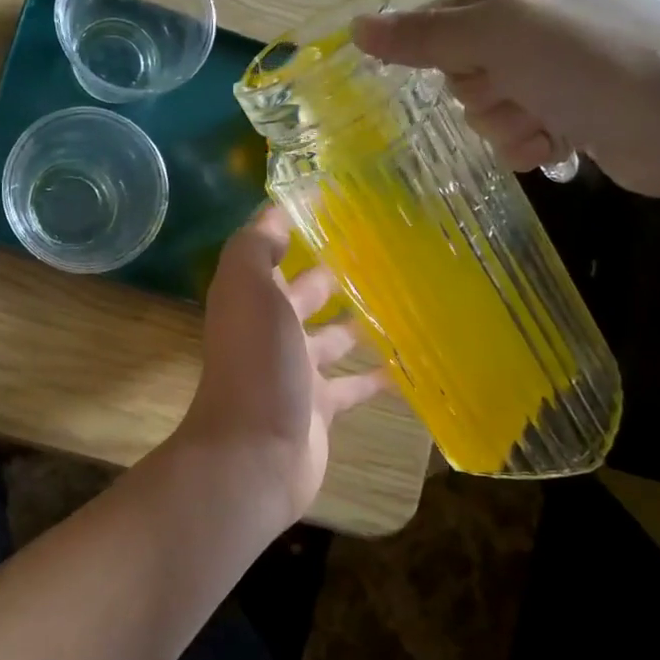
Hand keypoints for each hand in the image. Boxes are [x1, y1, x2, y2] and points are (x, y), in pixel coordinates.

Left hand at [175, 206, 390, 524]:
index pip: (271, 254)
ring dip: (358, 323)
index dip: (294, 231)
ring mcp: (295, 372)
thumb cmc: (256, 361)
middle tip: (382, 254)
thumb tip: (274, 212)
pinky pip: (354, 386)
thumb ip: (256, 247)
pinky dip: (377, 377)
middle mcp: (269, 330)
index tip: (336, 208)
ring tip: (403, 301)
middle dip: (332, 276)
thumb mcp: (248, 287)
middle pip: (303, 295)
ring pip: (332, 339)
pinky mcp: (320, 408)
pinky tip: (412, 364)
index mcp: (251, 298)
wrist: (256, 451)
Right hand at [351, 0, 659, 196]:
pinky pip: (518, 127)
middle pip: (463, 60)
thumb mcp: (502, 35)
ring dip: (502, 122)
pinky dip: (525, 142)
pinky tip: (551, 146)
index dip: (439, 46)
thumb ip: (425, 34)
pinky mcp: (579, 106)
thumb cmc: (595, 63)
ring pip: (487, 100)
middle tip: (512, 92)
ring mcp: (565, 62)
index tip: (461, 66)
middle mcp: (546, 12)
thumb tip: (355, 27)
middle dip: (478, 89)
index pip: (445, 10)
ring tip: (540, 124)